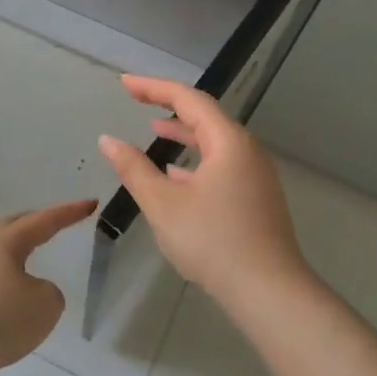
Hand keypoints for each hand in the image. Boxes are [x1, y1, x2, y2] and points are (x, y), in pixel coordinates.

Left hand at [0, 200, 96, 370]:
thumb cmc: (1, 316)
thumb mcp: (45, 306)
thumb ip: (48, 293)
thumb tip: (30, 293)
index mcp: (7, 242)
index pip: (44, 221)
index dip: (69, 213)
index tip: (90, 203)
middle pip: (10, 228)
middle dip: (33, 224)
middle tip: (51, 224)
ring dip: (12, 257)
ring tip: (27, 267)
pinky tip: (4, 299)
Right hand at [98, 76, 312, 311]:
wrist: (268, 291)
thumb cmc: (213, 241)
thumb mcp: (163, 204)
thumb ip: (134, 169)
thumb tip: (108, 141)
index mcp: (228, 142)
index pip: (189, 99)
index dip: (154, 88)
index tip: (125, 84)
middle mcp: (247, 151)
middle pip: (205, 116)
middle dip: (169, 106)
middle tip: (136, 99)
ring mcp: (255, 176)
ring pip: (214, 143)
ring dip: (183, 134)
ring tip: (153, 131)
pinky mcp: (256, 199)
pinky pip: (222, 166)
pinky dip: (196, 161)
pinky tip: (176, 176)